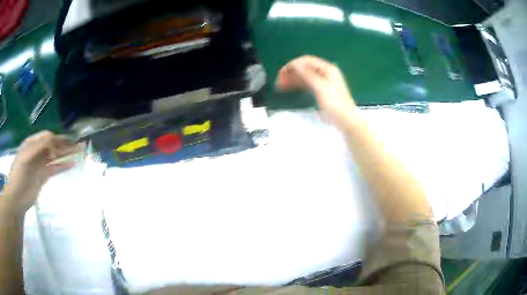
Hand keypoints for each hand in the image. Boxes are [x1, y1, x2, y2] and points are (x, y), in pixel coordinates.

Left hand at [1, 131, 82, 213]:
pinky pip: (55, 169)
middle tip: (79, 144)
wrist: (17, 198)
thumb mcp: (26, 157)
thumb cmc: (19, 175)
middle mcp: (37, 152)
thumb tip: (53, 138)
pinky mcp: (43, 177)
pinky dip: (63, 166)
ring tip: (79, 151)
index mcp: (32, 144)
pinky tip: (72, 164)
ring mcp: (40, 165)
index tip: (64, 144)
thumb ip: (38, 146)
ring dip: (66, 154)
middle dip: (65, 144)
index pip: (47, 137)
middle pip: (53, 145)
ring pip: (55, 156)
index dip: (56, 139)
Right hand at [277, 55, 359, 129]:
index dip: (292, 64)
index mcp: (327, 69)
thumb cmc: (335, 104)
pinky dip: (298, 84)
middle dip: (291, 72)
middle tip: (279, 81)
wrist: (346, 120)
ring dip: (293, 78)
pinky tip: (290, 87)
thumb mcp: (321, 88)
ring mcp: (324, 81)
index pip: (306, 60)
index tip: (281, 73)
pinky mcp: (321, 89)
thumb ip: (308, 75)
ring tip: (281, 86)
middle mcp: (325, 72)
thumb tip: (295, 64)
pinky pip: (307, 82)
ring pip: (304, 75)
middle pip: (305, 67)